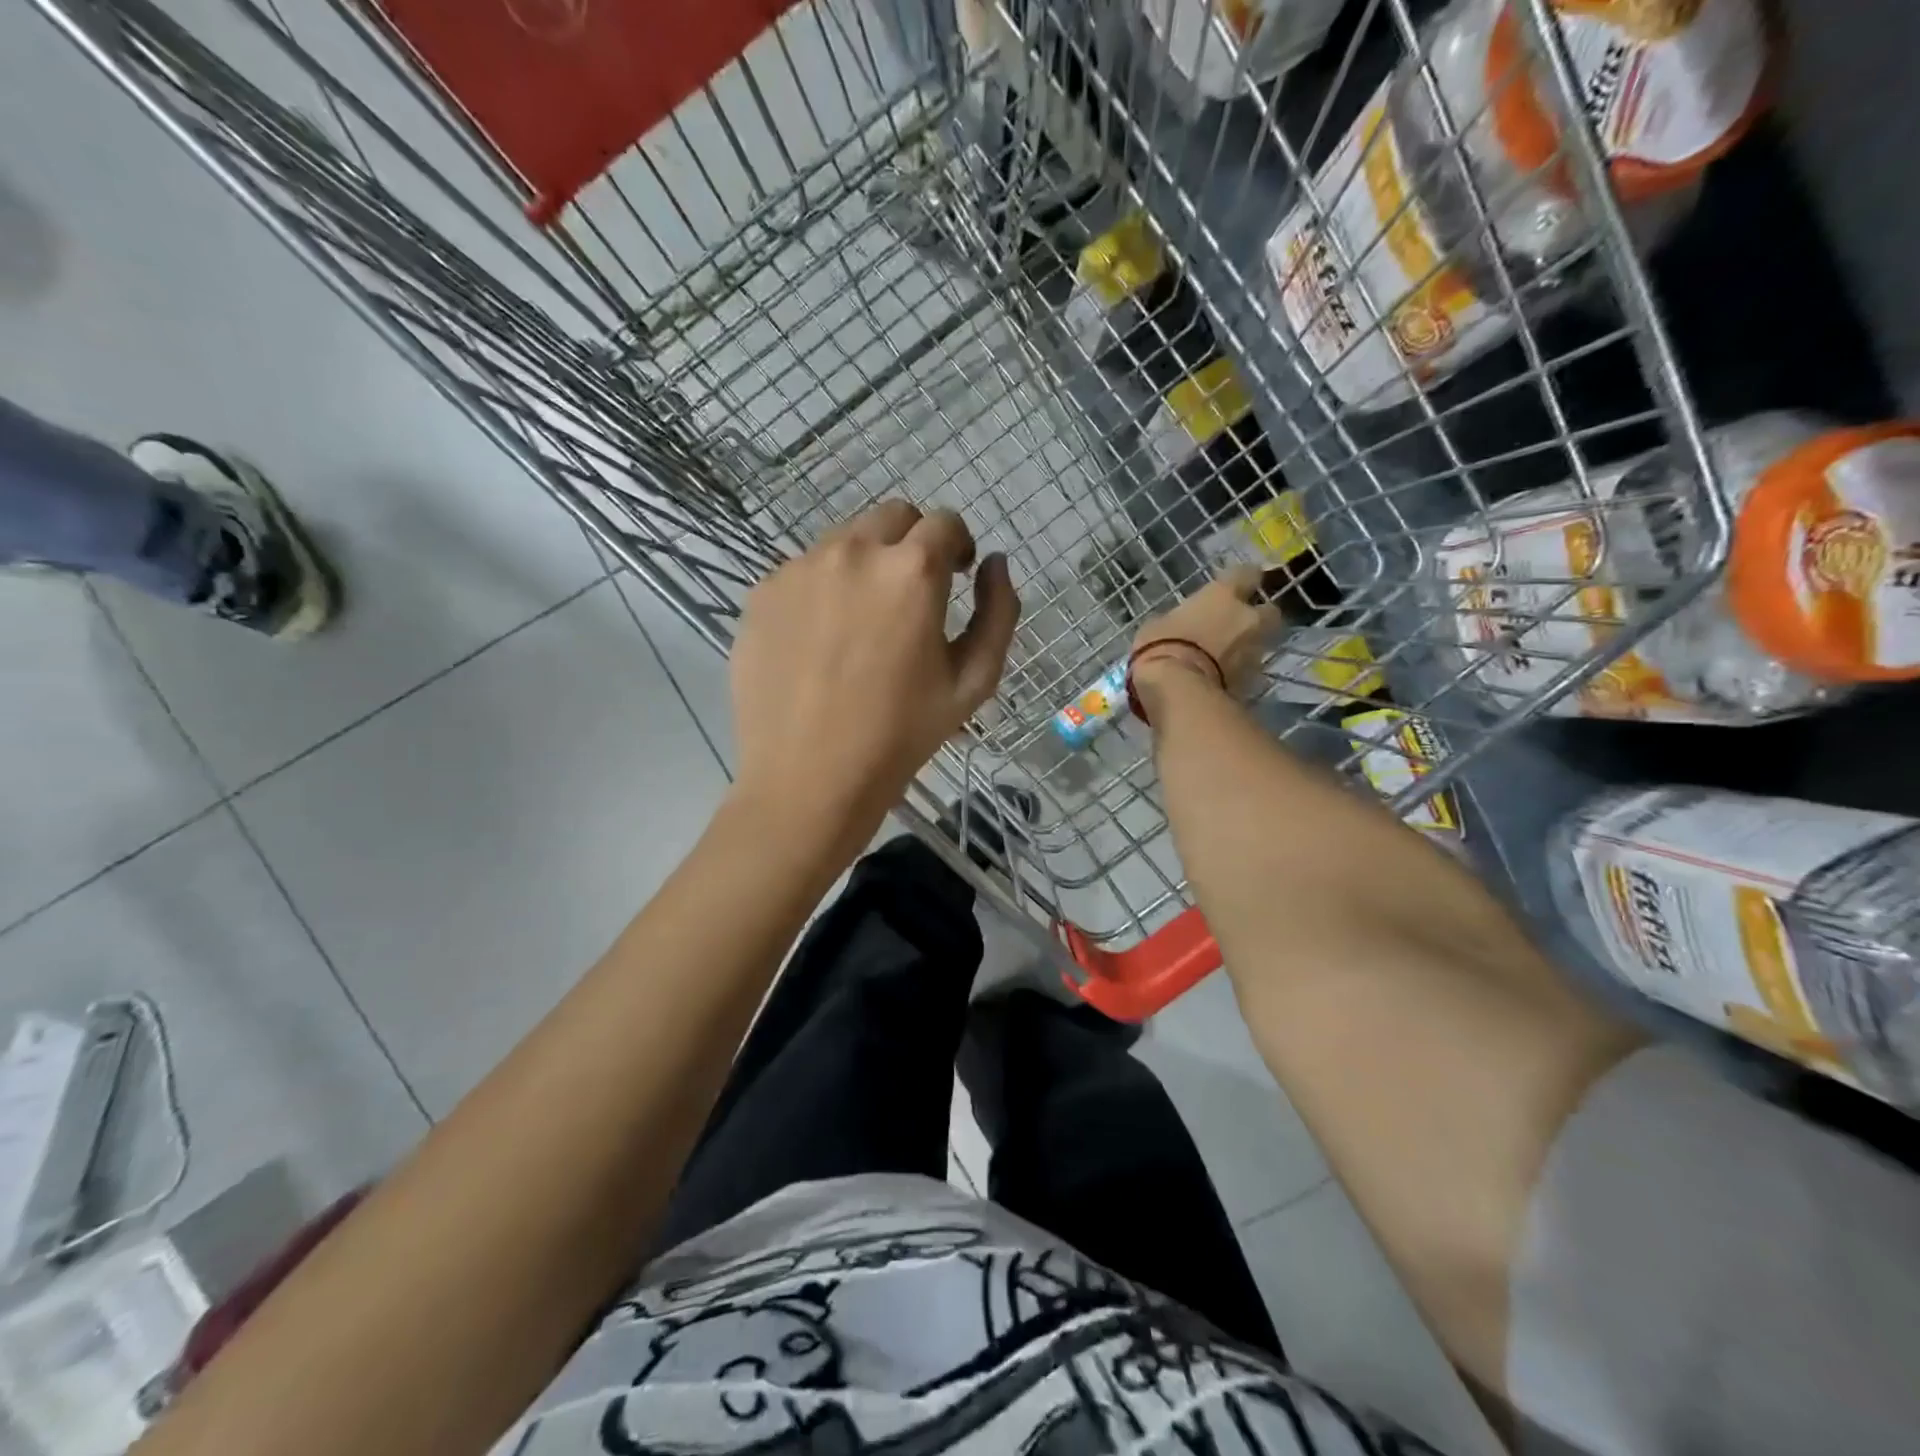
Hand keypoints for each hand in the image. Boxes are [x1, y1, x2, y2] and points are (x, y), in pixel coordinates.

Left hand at [729, 499, 1020, 847]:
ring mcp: (799, 569)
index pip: (945, 523)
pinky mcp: (762, 593)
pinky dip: (823, 590)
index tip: (956, 575)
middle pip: (892, 517)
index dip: (958, 546)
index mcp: (911, 571)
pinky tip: (821, 642)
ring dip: (865, 564)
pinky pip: (803, 572)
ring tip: (863, 623)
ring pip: (844, 541)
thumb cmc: (901, 736)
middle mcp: (852, 552)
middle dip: (913, 542)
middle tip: (913, 593)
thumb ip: (998, 612)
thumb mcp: (974, 681)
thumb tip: (995, 564)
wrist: (808, 778)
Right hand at [1130, 566, 1279, 712]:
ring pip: (1261, 642)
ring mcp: (1254, 650)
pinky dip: (1240, 673)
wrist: (1178, 689)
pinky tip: (1223, 679)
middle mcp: (1247, 617)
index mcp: (1222, 595)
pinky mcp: (1253, 680)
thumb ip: (1179, 620)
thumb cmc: (1161, 646)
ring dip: (1248, 646)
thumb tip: (1180, 625)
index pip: (1247, 574)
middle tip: (1239, 624)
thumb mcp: (1158, 625)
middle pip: (1269, 611)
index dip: (1243, 580)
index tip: (1235, 586)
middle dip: (1258, 616)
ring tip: (1227, 657)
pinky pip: (1250, 671)